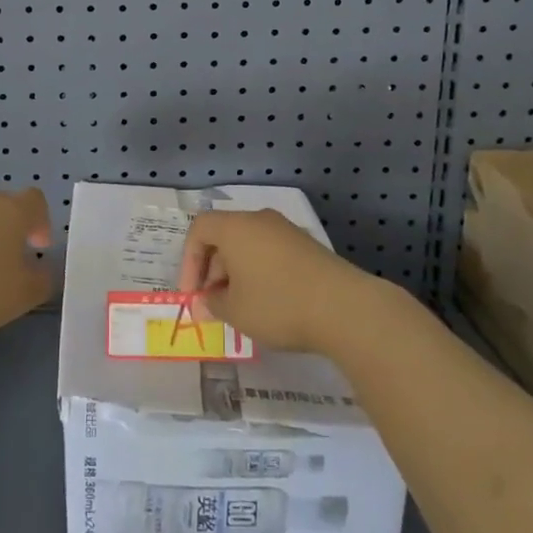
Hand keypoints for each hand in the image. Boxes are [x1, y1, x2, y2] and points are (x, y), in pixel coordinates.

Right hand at [177, 209, 372, 353]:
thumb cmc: (278, 304)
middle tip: (214, 305)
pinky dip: (260, 272)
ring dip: (237, 273)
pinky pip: (271, 253)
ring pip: (248, 245)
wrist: (344, 307)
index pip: (199, 230)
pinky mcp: (307, 246)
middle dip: (213, 271)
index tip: (193, 294)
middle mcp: (259, 220)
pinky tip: (268, 302)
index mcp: (235, 227)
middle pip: (224, 236)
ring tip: (240, 308)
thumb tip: (209, 299)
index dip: (189, 262)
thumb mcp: (235, 312)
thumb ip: (213, 303)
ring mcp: (286, 231)